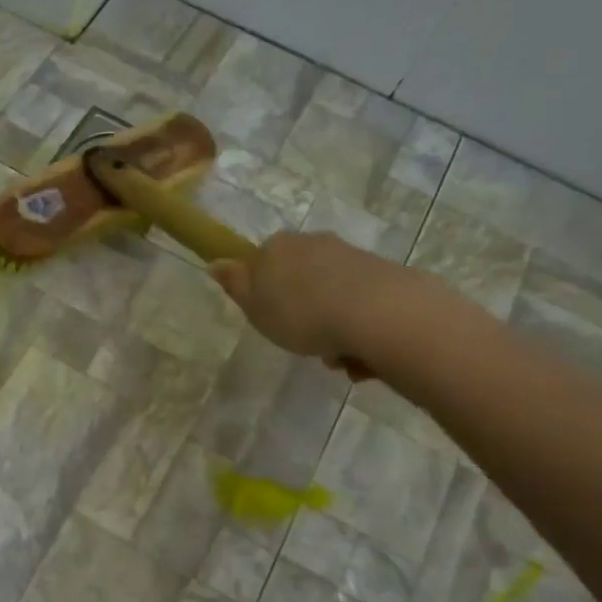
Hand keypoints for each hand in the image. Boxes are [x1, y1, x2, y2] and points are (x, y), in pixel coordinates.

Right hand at [209, 231, 451, 380]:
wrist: (378, 314)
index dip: (264, 292)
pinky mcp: (385, 278)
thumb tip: (216, 262)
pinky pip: (360, 310)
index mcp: (280, 247)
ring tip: (335, 357)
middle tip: (301, 341)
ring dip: (331, 329)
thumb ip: (235, 284)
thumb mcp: (254, 306)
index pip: (262, 263)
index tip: (270, 319)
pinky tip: (359, 356)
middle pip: (300, 281)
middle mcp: (316, 244)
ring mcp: (353, 258)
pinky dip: (357, 333)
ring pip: (331, 298)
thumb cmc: (302, 313)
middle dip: (301, 312)